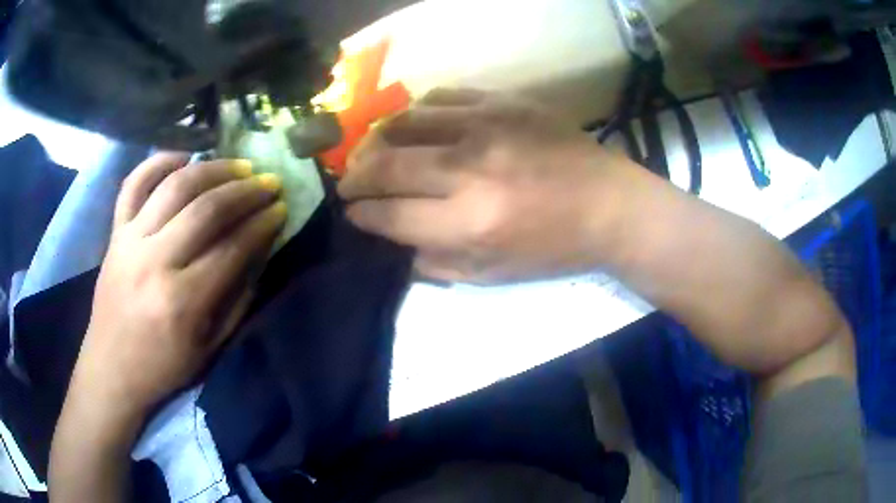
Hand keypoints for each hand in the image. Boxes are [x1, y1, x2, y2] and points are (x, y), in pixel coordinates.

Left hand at [69, 153, 286, 420]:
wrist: (111, 368)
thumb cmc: (163, 366)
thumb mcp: (210, 347)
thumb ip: (237, 298)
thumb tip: (259, 250)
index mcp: (182, 301)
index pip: (232, 248)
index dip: (262, 225)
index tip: (281, 209)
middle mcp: (154, 261)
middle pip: (206, 209)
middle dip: (245, 191)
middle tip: (268, 182)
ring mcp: (130, 241)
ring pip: (175, 186)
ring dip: (212, 169)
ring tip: (238, 166)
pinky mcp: (115, 233)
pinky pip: (134, 183)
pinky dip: (159, 162)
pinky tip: (184, 157)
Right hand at [338, 88, 633, 283]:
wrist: (611, 204)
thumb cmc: (555, 248)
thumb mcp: (495, 275)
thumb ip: (436, 261)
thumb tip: (394, 240)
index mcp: (471, 223)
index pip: (390, 215)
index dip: (361, 214)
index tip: (352, 212)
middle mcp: (471, 169)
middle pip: (387, 164)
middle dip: (356, 176)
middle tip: (350, 182)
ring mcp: (488, 126)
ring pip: (405, 121)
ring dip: (378, 140)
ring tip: (374, 152)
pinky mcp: (504, 101)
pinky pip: (441, 97)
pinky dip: (417, 113)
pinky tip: (415, 126)